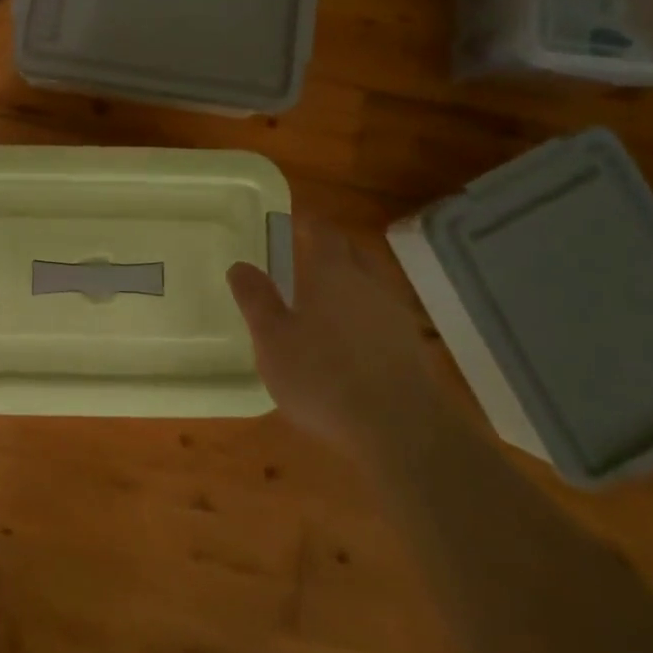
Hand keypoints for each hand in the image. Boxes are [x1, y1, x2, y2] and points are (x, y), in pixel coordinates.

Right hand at [227, 220, 431, 442]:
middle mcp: (369, 283)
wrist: (401, 429)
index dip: (308, 224)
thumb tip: (240, 266)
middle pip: (353, 253)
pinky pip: (383, 317)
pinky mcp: (412, 348)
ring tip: (327, 301)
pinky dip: (365, 318)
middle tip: (308, 256)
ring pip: (371, 285)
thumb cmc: (324, 376)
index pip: (323, 232)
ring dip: (351, 284)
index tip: (294, 223)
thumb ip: (256, 300)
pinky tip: (352, 342)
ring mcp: (396, 315)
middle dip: (332, 249)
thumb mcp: (273, 340)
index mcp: (332, 273)